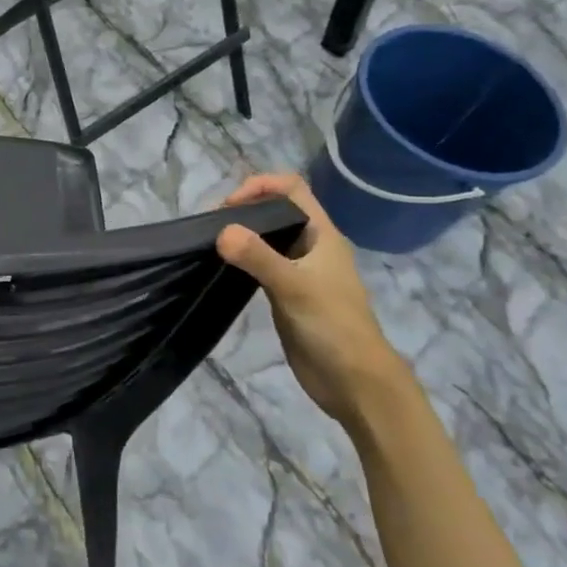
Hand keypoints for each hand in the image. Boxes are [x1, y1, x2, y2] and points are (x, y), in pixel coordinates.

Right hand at [216, 172, 412, 431]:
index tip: (229, 205)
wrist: (354, 381)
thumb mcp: (294, 287)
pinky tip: (224, 268)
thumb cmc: (332, 326)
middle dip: (245, 209)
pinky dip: (242, 259)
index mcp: (322, 234)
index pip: (292, 188)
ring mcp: (299, 271)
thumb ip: (258, 257)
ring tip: (212, 243)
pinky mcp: (287, 294)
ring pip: (267, 238)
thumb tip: (221, 230)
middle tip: (213, 226)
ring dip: (242, 235)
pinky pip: (261, 265)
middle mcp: (311, 246)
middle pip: (276, 210)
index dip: (261, 185)